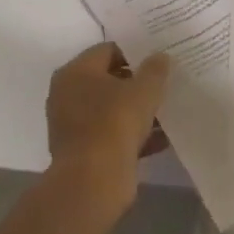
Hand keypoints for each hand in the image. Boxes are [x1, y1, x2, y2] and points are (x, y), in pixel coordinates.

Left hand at [45, 42, 171, 211]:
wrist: (93, 183)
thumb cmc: (115, 123)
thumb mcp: (144, 90)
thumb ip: (155, 69)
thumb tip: (160, 57)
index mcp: (76, 72)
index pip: (109, 50)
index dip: (136, 53)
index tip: (158, 61)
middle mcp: (67, 95)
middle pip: (109, 80)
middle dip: (137, 84)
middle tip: (164, 84)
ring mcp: (72, 126)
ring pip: (111, 110)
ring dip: (137, 112)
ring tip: (166, 112)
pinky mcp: (81, 153)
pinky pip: (111, 135)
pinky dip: (132, 136)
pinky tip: (160, 139)